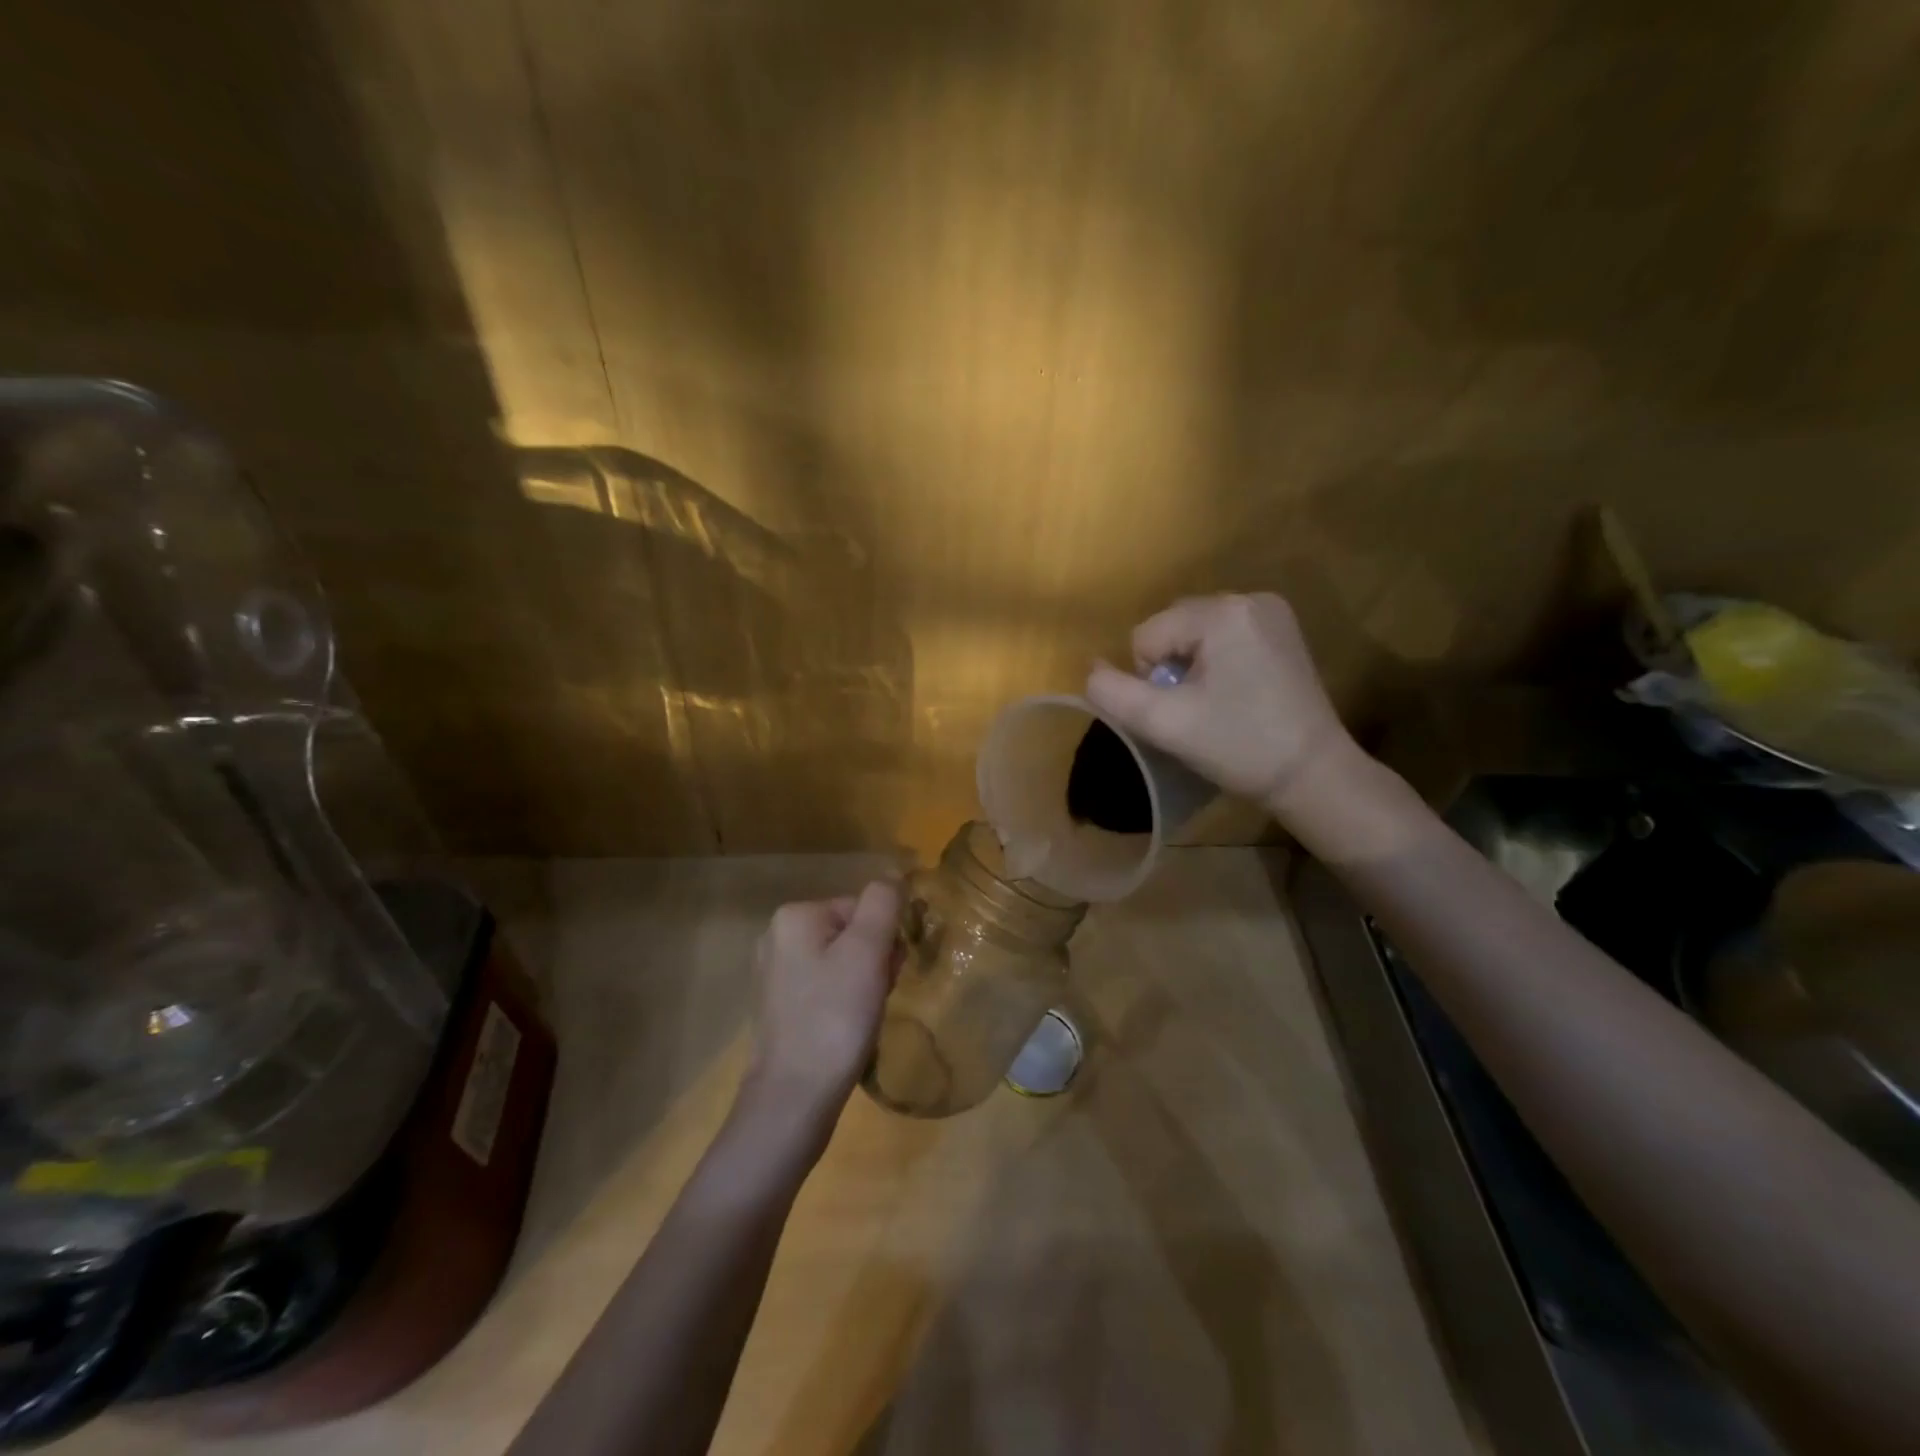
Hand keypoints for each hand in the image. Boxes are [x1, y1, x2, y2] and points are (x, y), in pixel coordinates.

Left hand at [742, 882, 900, 1129]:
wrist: (793, 1099)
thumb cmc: (834, 1018)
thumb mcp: (867, 952)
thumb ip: (883, 904)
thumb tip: (893, 875)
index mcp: (794, 916)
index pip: (862, 908)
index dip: (883, 939)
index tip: (884, 974)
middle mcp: (777, 936)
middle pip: (851, 933)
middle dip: (873, 961)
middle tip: (874, 998)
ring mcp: (774, 974)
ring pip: (841, 961)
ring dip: (863, 982)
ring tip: (862, 1017)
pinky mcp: (778, 1007)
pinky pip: (825, 988)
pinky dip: (843, 1002)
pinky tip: (846, 1029)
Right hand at [1084, 593, 1359, 813]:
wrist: (1312, 775)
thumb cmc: (1238, 747)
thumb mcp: (1163, 724)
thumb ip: (1113, 693)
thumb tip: (1090, 669)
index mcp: (1222, 612)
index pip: (1145, 636)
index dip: (1151, 680)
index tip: (1185, 711)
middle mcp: (1249, 598)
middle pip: (1170, 628)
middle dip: (1171, 669)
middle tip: (1200, 709)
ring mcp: (1270, 611)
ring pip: (1194, 633)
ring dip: (1191, 666)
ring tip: (1218, 703)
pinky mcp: (1282, 630)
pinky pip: (1222, 636)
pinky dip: (1216, 662)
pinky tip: (1237, 692)